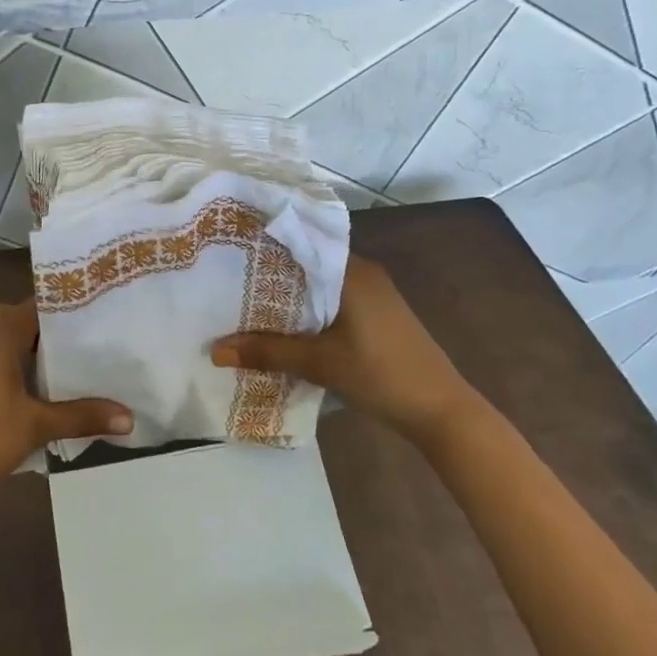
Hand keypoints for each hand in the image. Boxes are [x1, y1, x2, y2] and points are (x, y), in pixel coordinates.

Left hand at [0, 300, 131, 505]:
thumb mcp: (39, 426)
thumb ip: (83, 416)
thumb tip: (130, 419)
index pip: (35, 308)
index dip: (59, 311)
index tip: (86, 319)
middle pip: (10, 313)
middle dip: (36, 323)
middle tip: (68, 343)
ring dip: (4, 327)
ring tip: (31, 346)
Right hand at [210, 254, 472, 433]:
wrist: (441, 411)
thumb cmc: (380, 373)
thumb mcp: (319, 363)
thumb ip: (267, 352)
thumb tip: (215, 350)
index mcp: (352, 271)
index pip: (302, 243)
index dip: (266, 247)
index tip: (231, 250)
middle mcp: (363, 273)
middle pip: (308, 266)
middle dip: (271, 276)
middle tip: (228, 280)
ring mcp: (373, 296)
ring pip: (320, 287)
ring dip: (290, 297)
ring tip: (245, 303)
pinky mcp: (377, 317)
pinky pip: (333, 303)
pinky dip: (308, 311)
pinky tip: (283, 327)